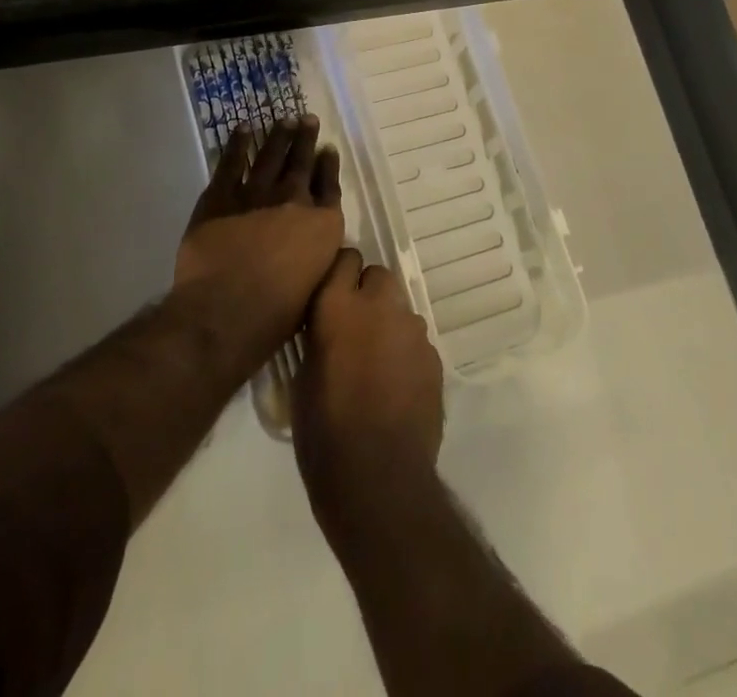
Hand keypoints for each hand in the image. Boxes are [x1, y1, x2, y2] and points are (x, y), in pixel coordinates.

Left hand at [174, 118, 344, 380]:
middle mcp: (294, 200)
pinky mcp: (221, 197)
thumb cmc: (277, 314)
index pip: (329, 186)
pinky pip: (231, 163)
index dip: (329, 166)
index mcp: (322, 225)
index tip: (328, 149)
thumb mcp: (316, 285)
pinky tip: (243, 129)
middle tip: (307, 119)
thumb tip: (317, 244)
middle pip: (302, 163)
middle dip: (306, 139)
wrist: (227, 311)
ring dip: (279, 136)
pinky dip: (238, 144)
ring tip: (284, 119)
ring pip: (270, 156)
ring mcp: (256, 194)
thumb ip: (319, 256)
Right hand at [294, 250, 444, 511]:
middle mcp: (380, 305)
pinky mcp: (434, 356)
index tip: (333, 294)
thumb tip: (328, 327)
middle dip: (368, 293)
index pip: (345, 258)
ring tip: (375, 362)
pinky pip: (416, 341)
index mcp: (339, 305)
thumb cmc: (324, 432)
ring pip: (400, 308)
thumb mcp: (302, 378)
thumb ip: (319, 336)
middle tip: (354, 328)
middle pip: (378, 275)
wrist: (379, 479)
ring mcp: (412, 330)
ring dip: (388, 324)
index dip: (340, 274)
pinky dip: (405, 353)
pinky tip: (395, 386)